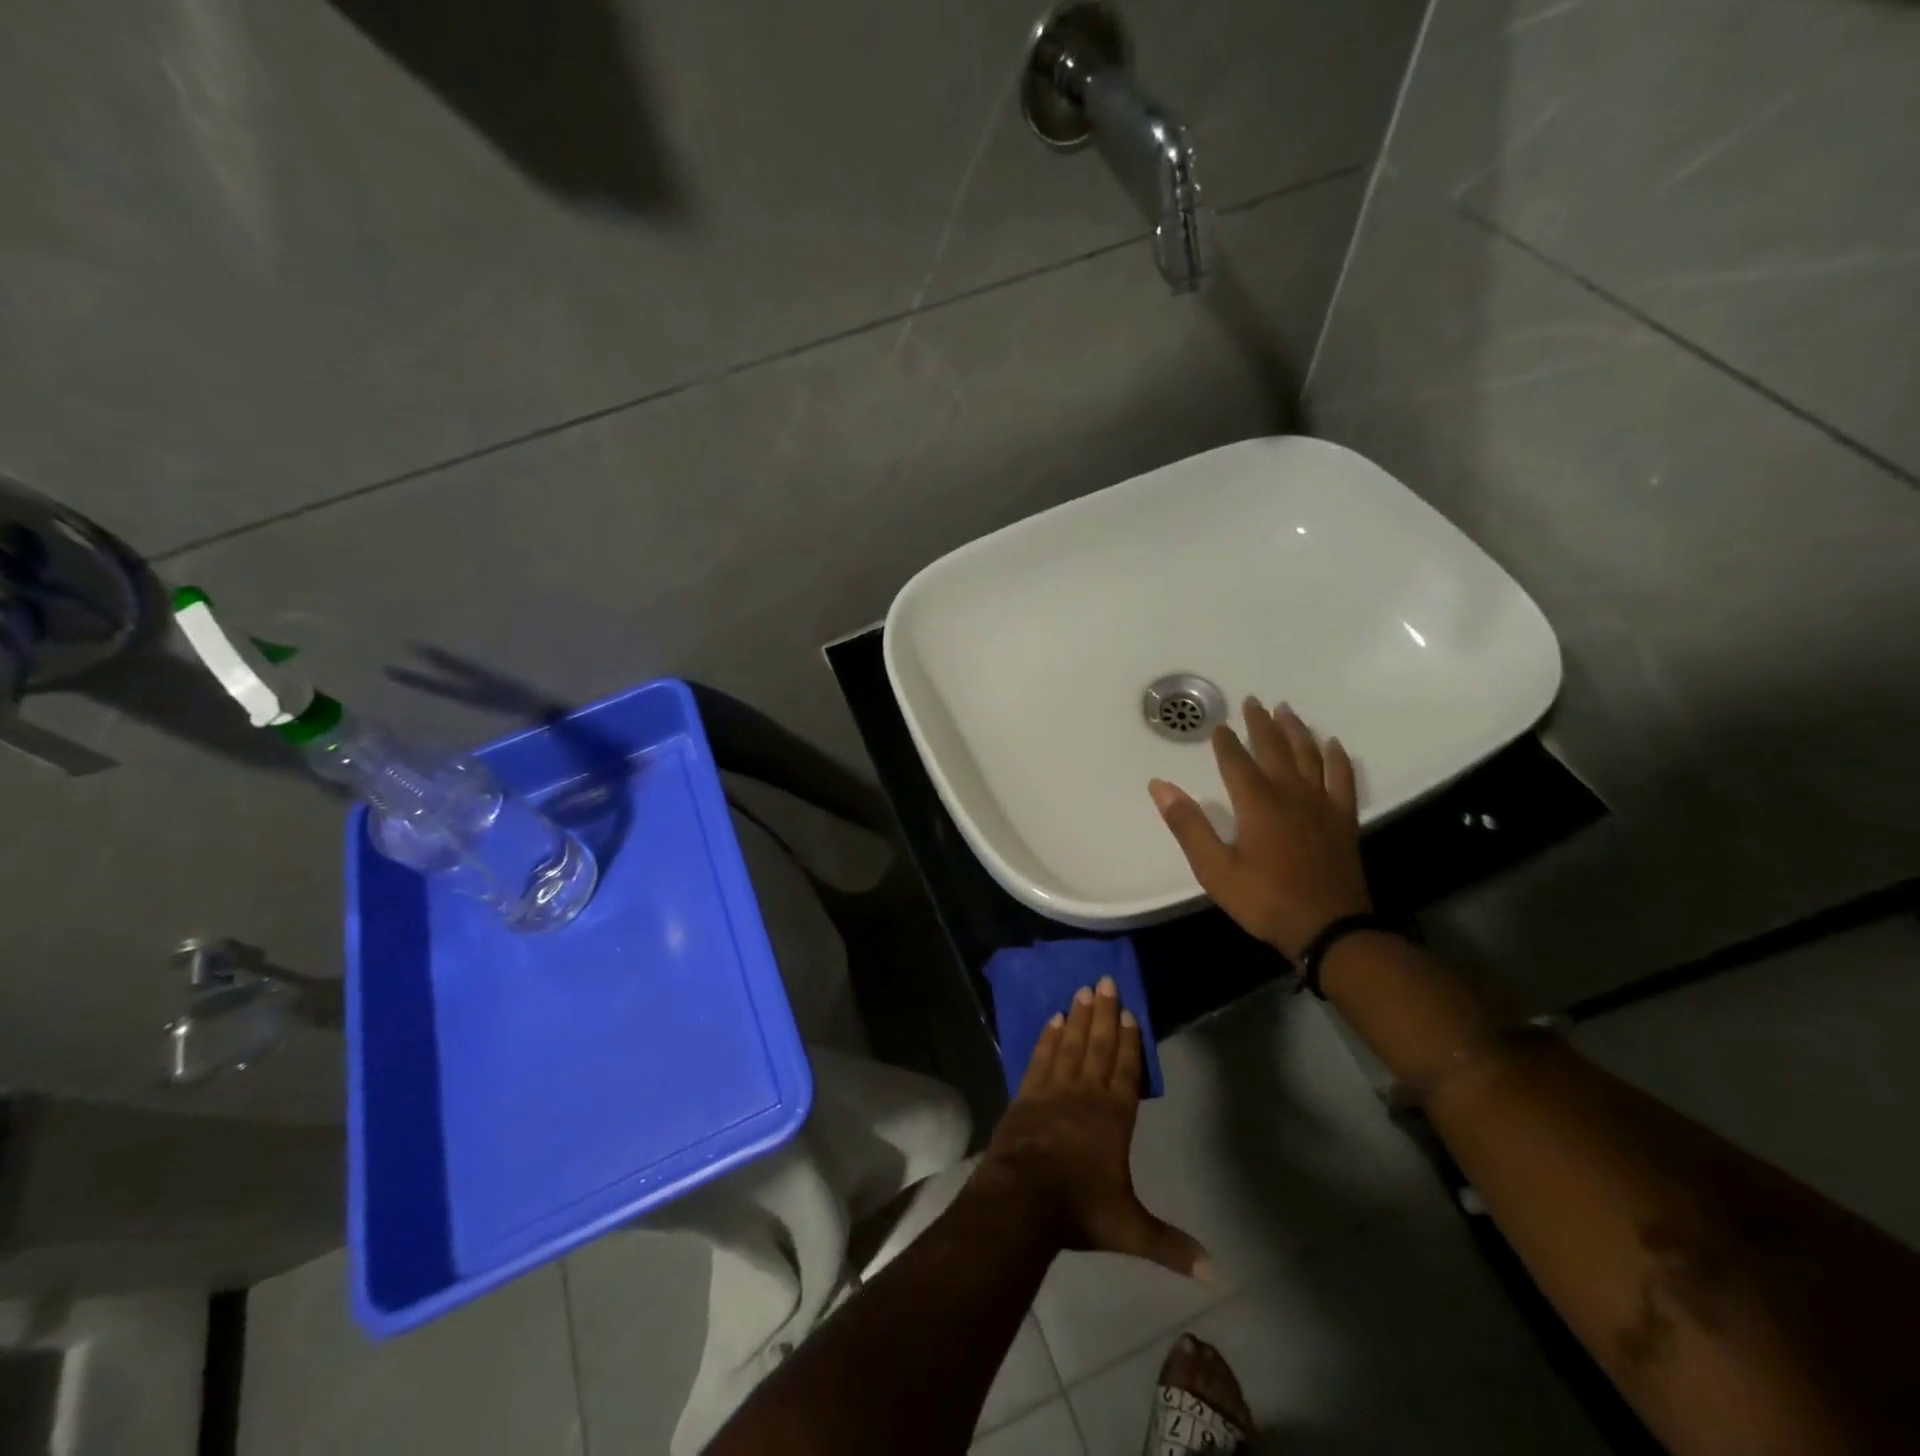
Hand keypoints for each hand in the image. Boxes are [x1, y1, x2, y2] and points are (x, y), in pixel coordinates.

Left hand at [980, 977, 1210, 1281]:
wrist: (1020, 1200)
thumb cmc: (1078, 1208)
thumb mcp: (1130, 1230)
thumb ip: (1171, 1245)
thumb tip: (1217, 1274)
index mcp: (1113, 1116)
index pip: (1125, 1069)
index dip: (1128, 1040)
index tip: (1129, 1011)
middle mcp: (1085, 1093)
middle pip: (1097, 1045)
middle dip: (1103, 1012)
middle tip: (1105, 980)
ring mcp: (1052, 1090)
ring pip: (1069, 1044)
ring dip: (1077, 1017)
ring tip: (1082, 989)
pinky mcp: (1025, 1094)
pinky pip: (1040, 1057)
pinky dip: (1047, 1037)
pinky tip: (1052, 1019)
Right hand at [1149, 698, 1371, 959]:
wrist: (1329, 928)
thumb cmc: (1264, 899)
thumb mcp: (1214, 868)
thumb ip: (1188, 825)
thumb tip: (1160, 786)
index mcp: (1256, 803)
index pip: (1236, 761)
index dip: (1225, 742)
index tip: (1219, 725)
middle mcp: (1290, 793)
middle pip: (1274, 749)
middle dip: (1261, 724)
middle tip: (1253, 701)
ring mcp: (1321, 804)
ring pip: (1309, 755)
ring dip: (1296, 730)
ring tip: (1287, 710)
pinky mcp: (1343, 819)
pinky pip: (1343, 779)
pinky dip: (1337, 758)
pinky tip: (1333, 744)